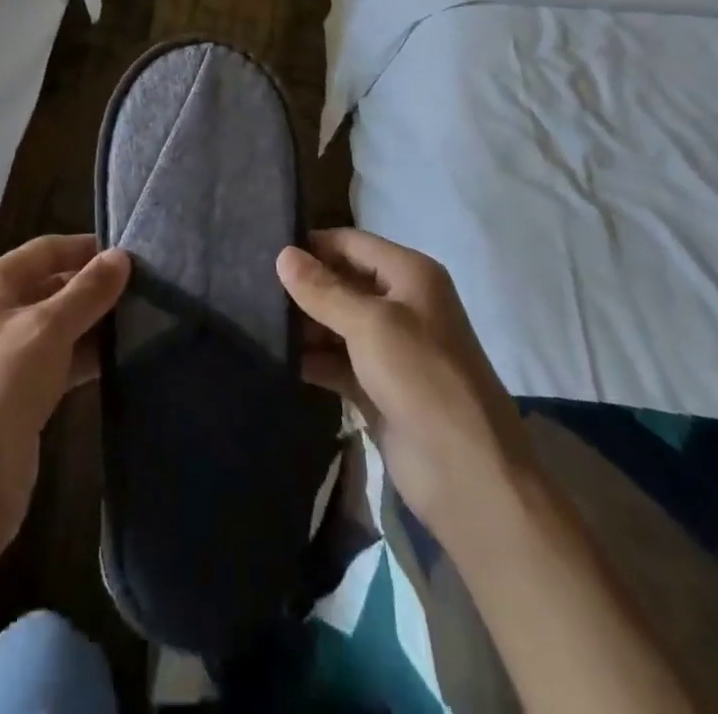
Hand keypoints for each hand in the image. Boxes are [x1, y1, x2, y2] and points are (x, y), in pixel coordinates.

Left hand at [0, 236, 129, 547]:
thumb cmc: (2, 385)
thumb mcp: (49, 329)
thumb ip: (88, 291)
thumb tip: (122, 256)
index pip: (46, 250)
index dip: (87, 249)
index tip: (134, 255)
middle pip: (53, 285)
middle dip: (95, 287)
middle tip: (147, 290)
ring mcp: (7, 353)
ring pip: (59, 324)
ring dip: (95, 323)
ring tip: (144, 321)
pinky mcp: (20, 391)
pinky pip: (59, 359)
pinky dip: (87, 355)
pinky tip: (121, 359)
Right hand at [276, 229, 532, 544]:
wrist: (468, 474)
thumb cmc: (422, 378)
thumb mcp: (370, 325)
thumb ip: (323, 290)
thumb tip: (283, 254)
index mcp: (409, 275)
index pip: (350, 243)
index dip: (311, 245)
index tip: (263, 251)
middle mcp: (401, 303)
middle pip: (342, 281)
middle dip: (303, 286)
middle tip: (249, 287)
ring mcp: (389, 348)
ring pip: (336, 323)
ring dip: (303, 324)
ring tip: (253, 320)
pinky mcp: (377, 387)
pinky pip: (337, 361)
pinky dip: (311, 359)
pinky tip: (276, 358)